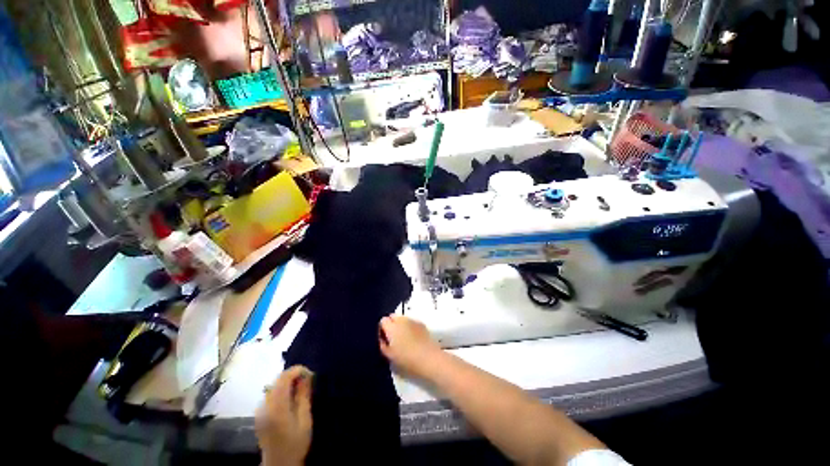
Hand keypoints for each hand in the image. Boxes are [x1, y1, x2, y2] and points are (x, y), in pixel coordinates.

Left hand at [255, 366, 313, 465]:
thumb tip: (307, 376)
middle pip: (277, 380)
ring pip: (274, 386)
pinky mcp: (259, 414)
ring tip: (301, 388)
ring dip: (288, 382)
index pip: (284, 378)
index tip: (310, 373)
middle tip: (308, 380)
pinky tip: (290, 398)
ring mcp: (259, 410)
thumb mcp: (305, 420)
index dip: (297, 370)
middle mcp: (264, 406)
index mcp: (277, 408)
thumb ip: (303, 396)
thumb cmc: (296, 443)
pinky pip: (271, 394)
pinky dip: (282, 390)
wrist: (279, 464)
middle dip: (293, 375)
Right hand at [379, 315, 442, 378]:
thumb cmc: (407, 359)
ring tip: (403, 338)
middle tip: (392, 337)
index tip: (384, 338)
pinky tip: (413, 338)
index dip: (382, 328)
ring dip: (400, 325)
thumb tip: (382, 338)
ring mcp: (412, 320)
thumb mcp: (389, 356)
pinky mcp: (421, 323)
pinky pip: (411, 322)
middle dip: (391, 324)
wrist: (429, 358)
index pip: (383, 320)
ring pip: (402, 319)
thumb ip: (383, 344)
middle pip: (392, 316)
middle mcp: (401, 320)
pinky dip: (410, 327)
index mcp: (392, 327)